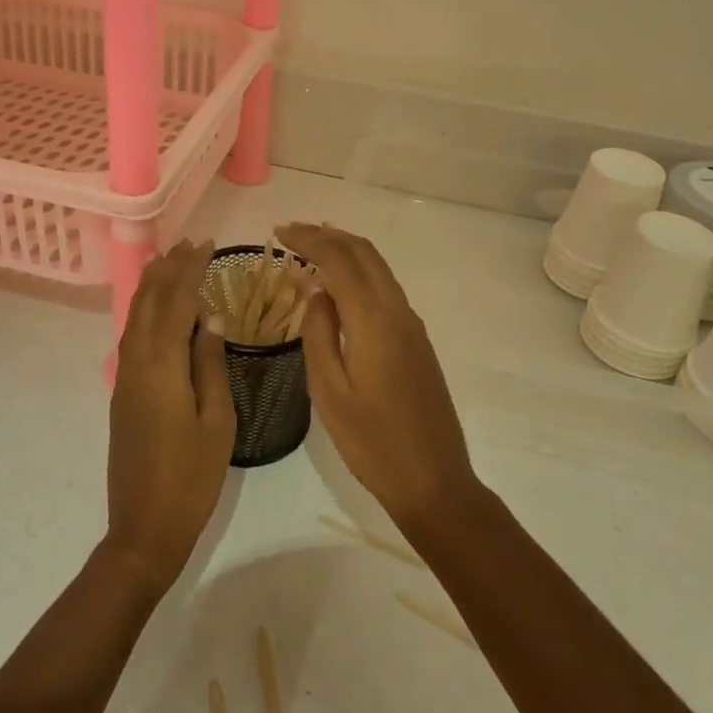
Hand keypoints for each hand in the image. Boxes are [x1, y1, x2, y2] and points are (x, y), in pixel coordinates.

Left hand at [104, 240, 235, 592]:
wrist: (143, 527)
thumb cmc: (191, 477)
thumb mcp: (217, 420)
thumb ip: (210, 364)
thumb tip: (208, 318)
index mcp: (162, 365)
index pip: (176, 301)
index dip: (191, 269)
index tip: (207, 245)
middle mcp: (136, 362)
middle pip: (150, 301)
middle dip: (169, 269)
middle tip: (190, 244)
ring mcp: (124, 377)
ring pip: (136, 316)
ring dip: (153, 285)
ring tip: (170, 261)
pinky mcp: (122, 392)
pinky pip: (132, 335)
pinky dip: (146, 310)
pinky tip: (157, 309)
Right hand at [276, 224, 479, 530]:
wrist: (434, 480)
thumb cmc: (372, 441)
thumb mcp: (329, 391)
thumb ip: (318, 333)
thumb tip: (317, 291)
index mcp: (374, 320)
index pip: (340, 259)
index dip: (309, 239)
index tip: (278, 231)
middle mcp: (398, 311)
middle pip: (364, 253)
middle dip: (327, 235)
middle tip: (291, 233)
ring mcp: (412, 325)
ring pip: (378, 268)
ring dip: (345, 251)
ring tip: (310, 249)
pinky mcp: (417, 341)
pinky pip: (385, 288)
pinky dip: (359, 273)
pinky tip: (338, 287)